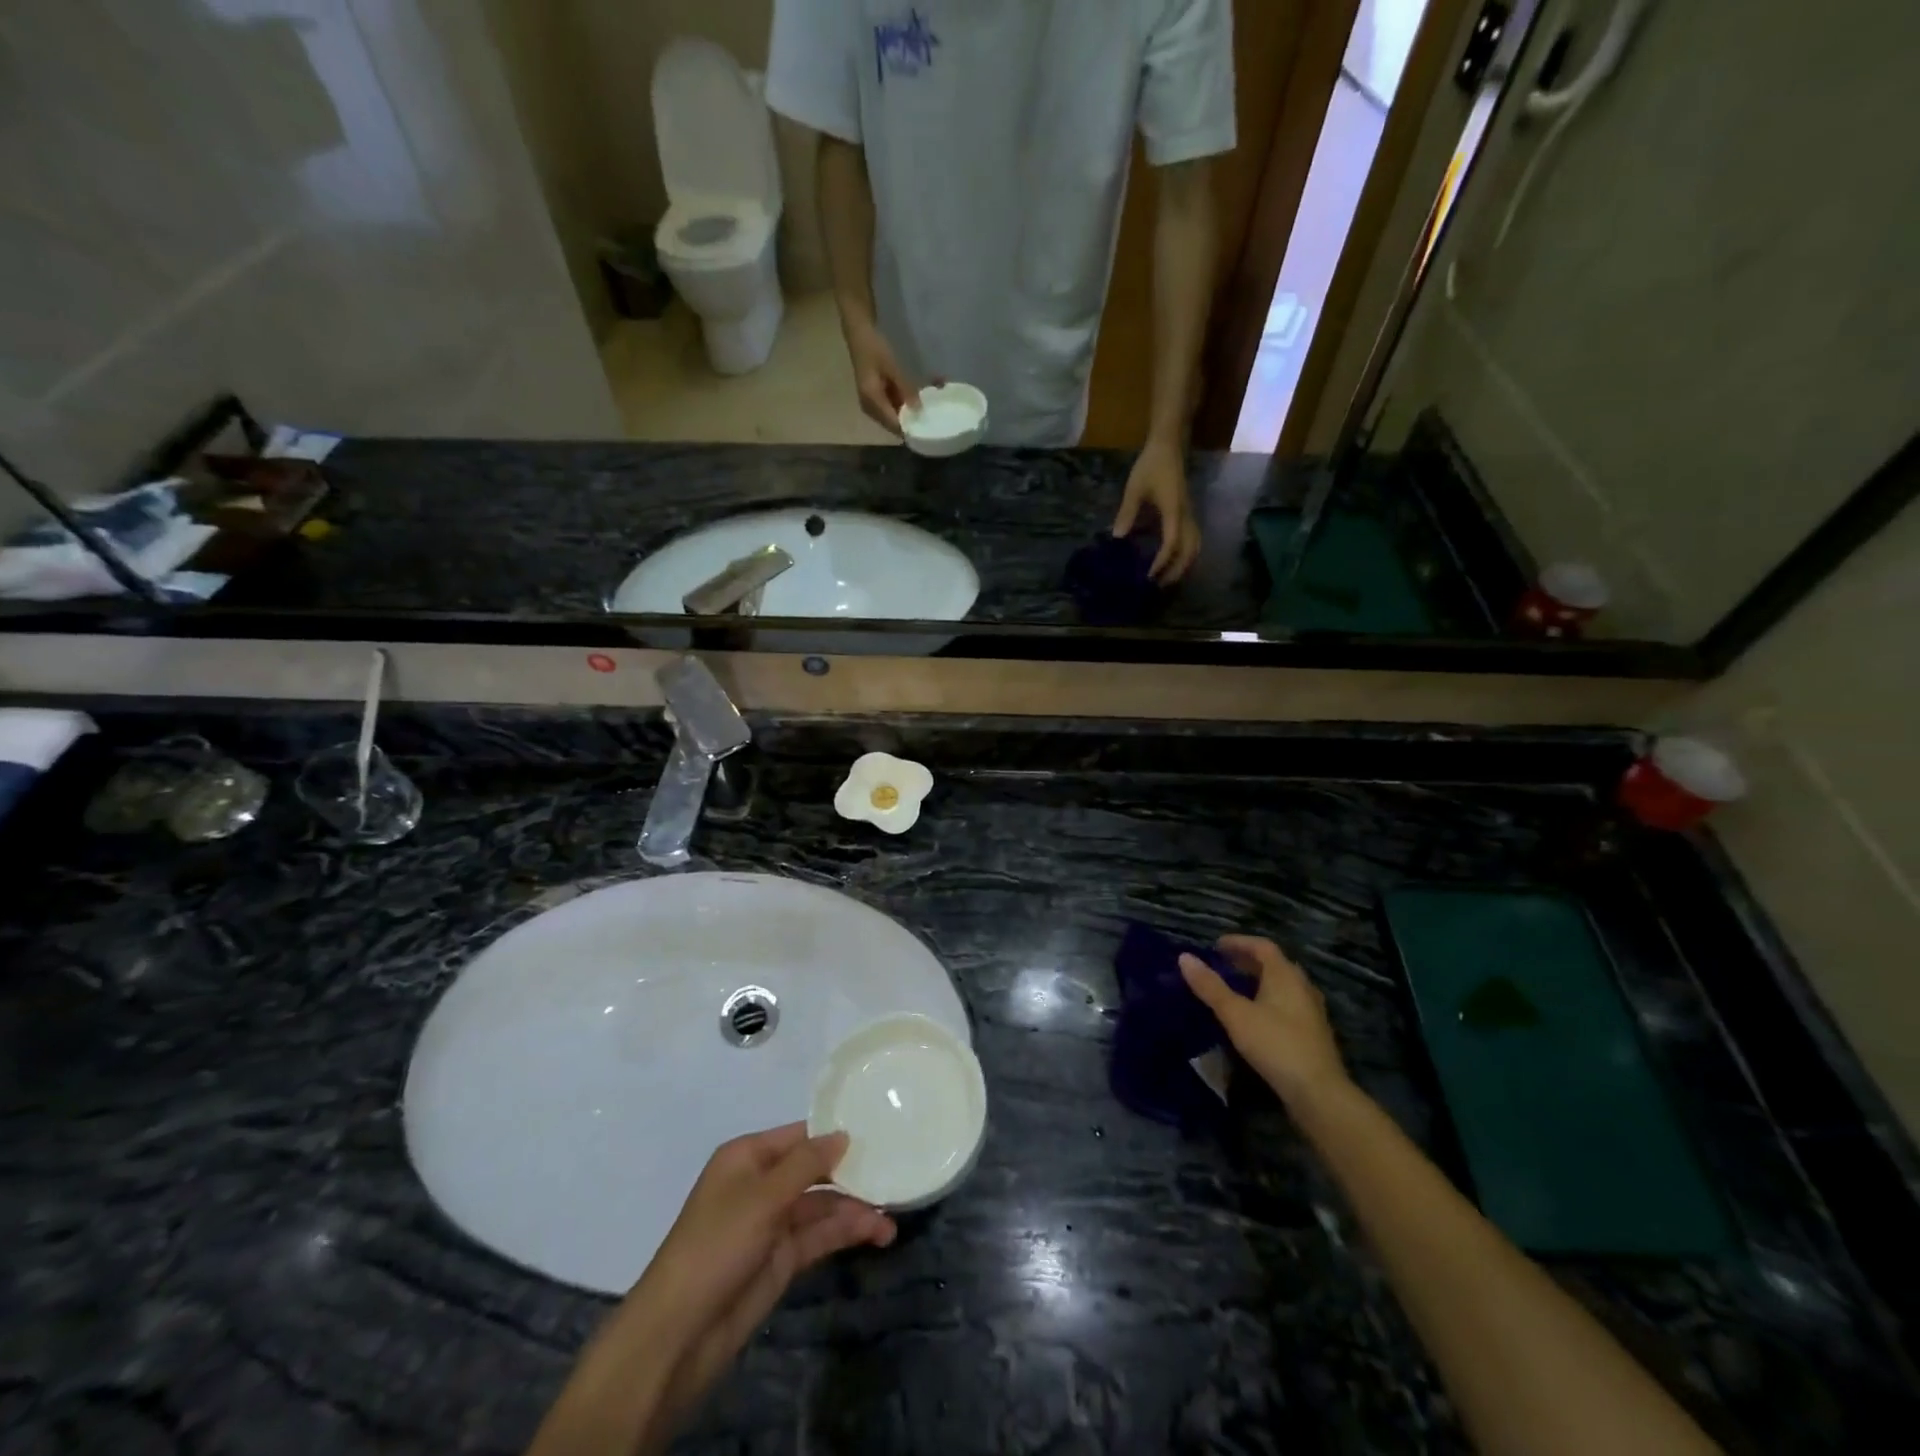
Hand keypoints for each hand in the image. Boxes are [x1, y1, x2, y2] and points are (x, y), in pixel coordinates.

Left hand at [616, 1125, 893, 1450]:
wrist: (680, 1333)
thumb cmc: (717, 1244)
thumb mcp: (762, 1196)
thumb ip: (807, 1163)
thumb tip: (843, 1134)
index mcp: (747, 1157)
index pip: (799, 1135)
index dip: (834, 1133)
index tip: (877, 1128)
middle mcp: (762, 1184)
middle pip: (814, 1169)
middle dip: (851, 1172)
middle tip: (894, 1170)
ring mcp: (772, 1223)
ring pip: (822, 1205)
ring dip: (854, 1208)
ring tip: (891, 1215)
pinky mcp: (782, 1259)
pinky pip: (820, 1236)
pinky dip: (846, 1232)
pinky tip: (876, 1233)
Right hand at [845, 319, 918, 435]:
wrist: (859, 335)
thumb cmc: (874, 348)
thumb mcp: (892, 367)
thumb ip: (905, 389)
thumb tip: (918, 410)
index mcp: (872, 401)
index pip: (893, 424)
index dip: (909, 428)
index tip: (927, 429)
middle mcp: (870, 408)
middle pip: (893, 425)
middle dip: (910, 422)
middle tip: (931, 419)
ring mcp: (871, 405)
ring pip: (893, 418)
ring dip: (908, 414)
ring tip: (926, 409)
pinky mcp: (875, 399)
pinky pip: (891, 409)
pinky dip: (903, 406)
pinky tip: (916, 400)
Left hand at [1113, 439, 1200, 582]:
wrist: (1169, 445)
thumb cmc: (1151, 465)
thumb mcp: (1134, 488)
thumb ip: (1127, 513)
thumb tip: (1118, 538)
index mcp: (1174, 511)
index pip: (1172, 542)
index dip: (1162, 561)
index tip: (1150, 575)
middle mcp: (1186, 515)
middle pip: (1189, 550)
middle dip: (1176, 570)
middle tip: (1159, 586)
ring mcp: (1189, 514)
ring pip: (1195, 546)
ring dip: (1184, 565)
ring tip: (1167, 579)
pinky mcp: (1187, 513)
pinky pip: (1192, 539)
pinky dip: (1185, 555)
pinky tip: (1172, 562)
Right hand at [1180, 936, 1350, 1109]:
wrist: (1318, 1093)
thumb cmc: (1275, 1045)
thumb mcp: (1235, 1014)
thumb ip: (1210, 986)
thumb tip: (1184, 957)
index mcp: (1285, 975)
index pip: (1262, 946)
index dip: (1239, 942)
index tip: (1216, 946)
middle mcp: (1302, 987)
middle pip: (1274, 964)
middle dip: (1248, 961)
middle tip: (1223, 964)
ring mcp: (1311, 1011)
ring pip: (1283, 985)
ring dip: (1260, 981)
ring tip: (1236, 988)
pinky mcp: (1313, 1033)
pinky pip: (1288, 1004)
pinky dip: (1269, 1000)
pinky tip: (1256, 1016)